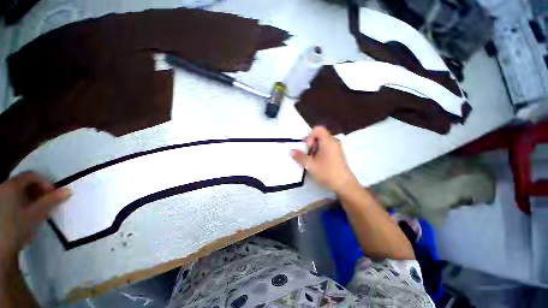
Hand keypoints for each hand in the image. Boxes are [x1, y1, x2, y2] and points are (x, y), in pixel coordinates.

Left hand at [0, 172, 69, 260]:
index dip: (44, 181)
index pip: (31, 175)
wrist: (1, 248)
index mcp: (12, 186)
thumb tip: (68, 190)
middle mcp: (3, 187)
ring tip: (36, 209)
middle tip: (46, 201)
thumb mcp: (36, 215)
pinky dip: (21, 203)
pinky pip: (11, 198)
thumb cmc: (18, 227)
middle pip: (23, 183)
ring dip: (29, 197)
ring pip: (17, 191)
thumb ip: (51, 201)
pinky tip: (24, 214)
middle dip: (37, 190)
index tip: (53, 193)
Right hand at [291, 126, 356, 193]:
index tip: (308, 148)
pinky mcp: (338, 154)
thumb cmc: (327, 172)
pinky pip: (326, 147)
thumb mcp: (310, 165)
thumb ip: (299, 157)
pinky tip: (319, 163)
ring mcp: (337, 147)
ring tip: (313, 160)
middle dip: (311, 144)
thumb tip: (291, 151)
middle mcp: (334, 141)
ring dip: (315, 149)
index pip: (317, 129)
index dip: (310, 136)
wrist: (344, 185)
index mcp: (328, 141)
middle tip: (308, 156)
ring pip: (322, 142)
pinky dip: (320, 152)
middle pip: (319, 136)